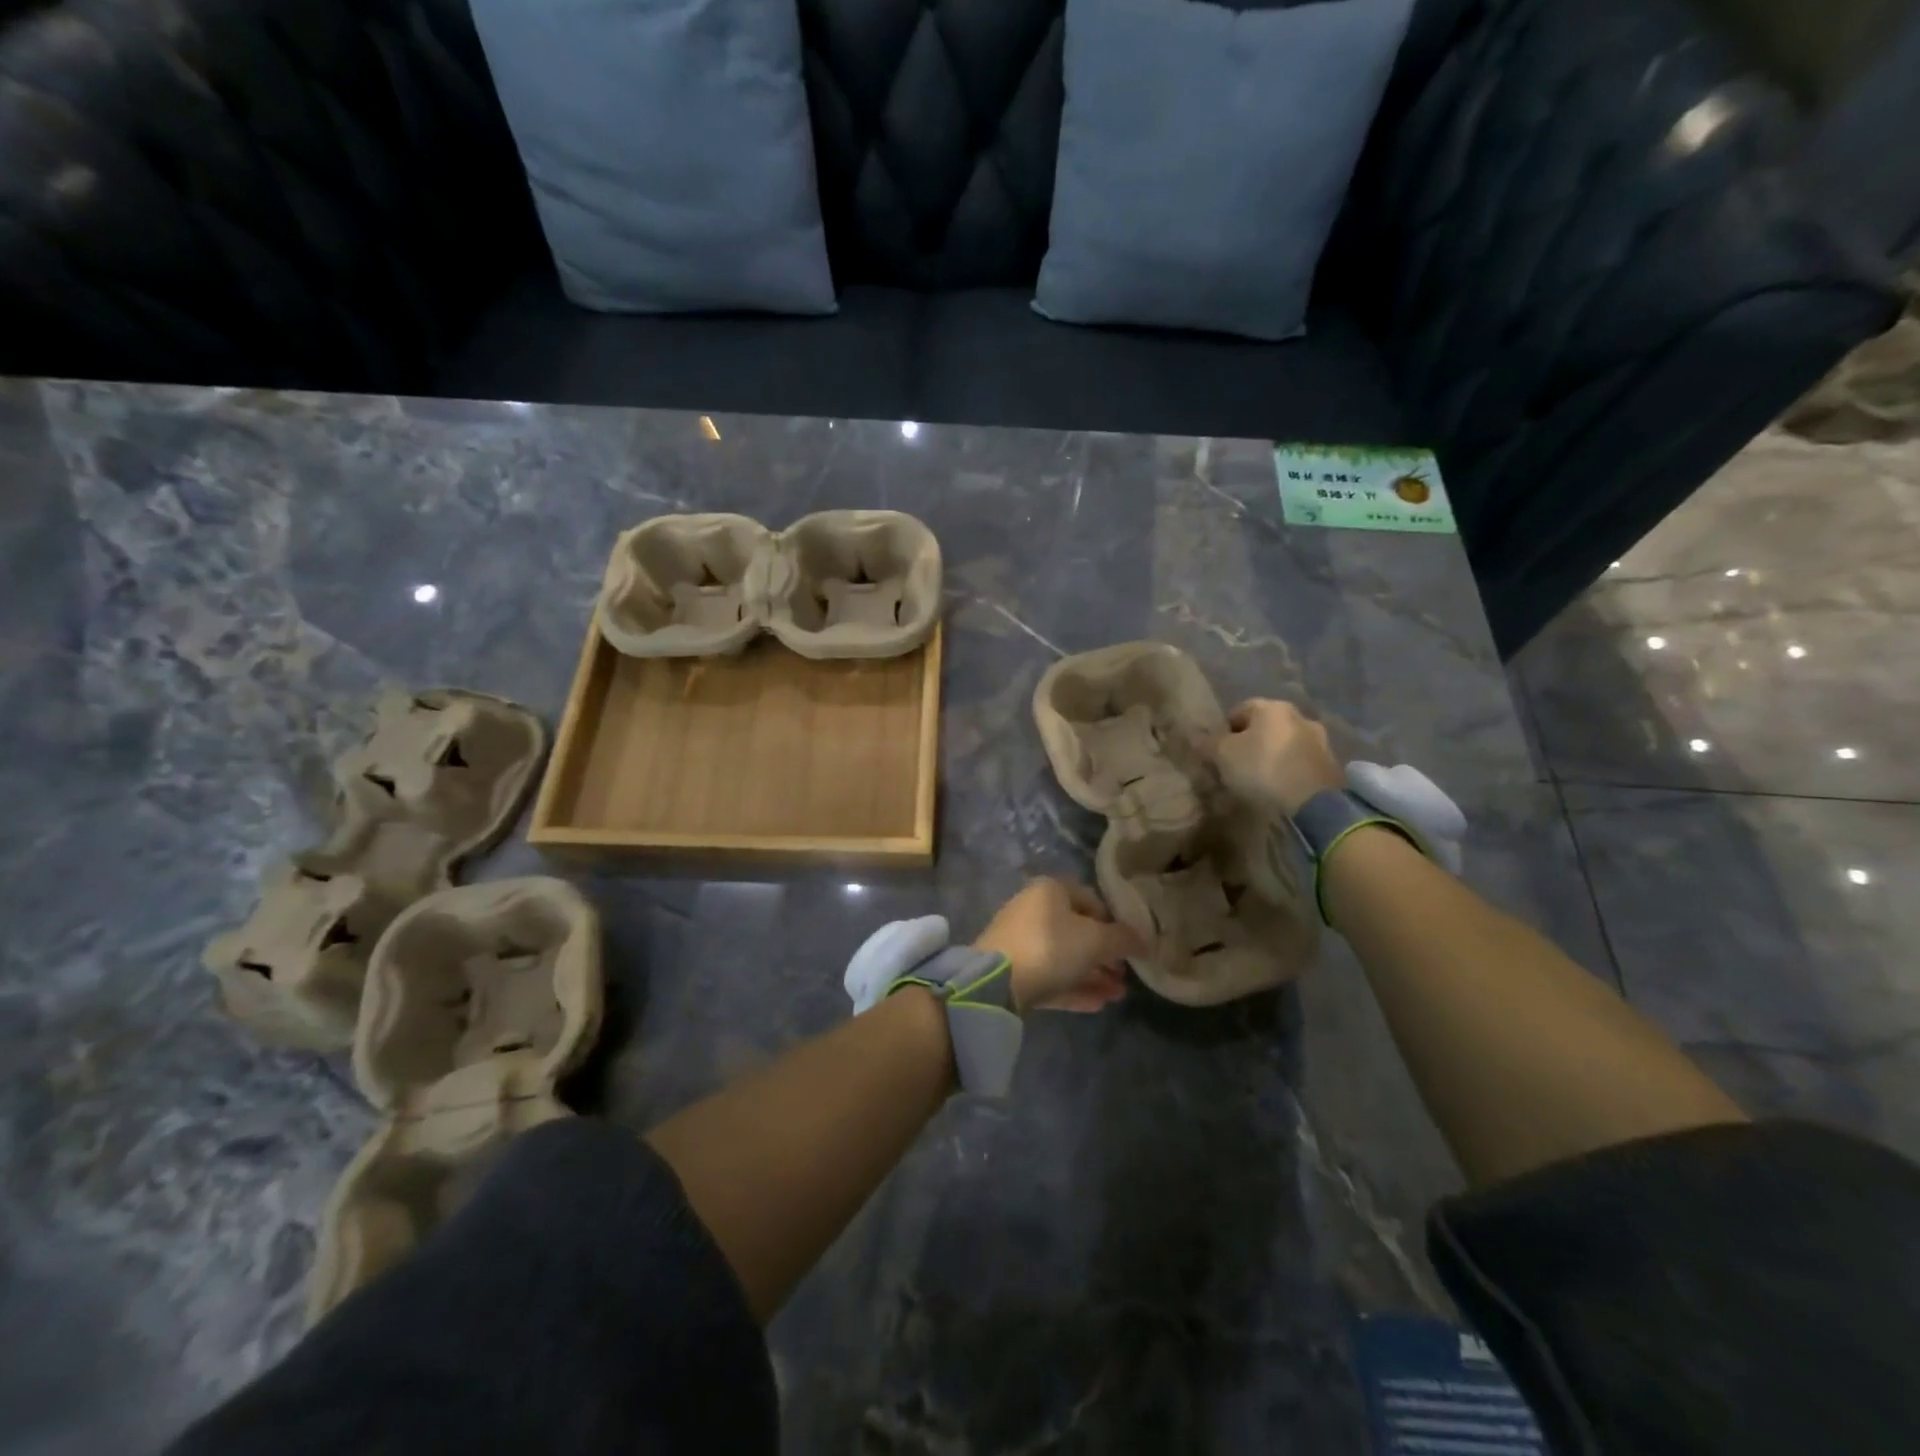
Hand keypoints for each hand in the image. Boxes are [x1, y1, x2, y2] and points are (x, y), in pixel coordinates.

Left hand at [973, 879, 1141, 1012]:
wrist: (996, 982)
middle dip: (1104, 956)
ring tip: (1119, 996)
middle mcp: (1033, 910)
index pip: (1090, 900)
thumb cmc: (1050, 946)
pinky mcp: (1013, 971)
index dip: (1114, 923)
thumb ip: (1123, 939)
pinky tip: (1098, 1005)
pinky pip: (1050, 977)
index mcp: (1050, 890)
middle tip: (1126, 977)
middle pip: (1077, 932)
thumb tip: (1144, 941)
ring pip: (1065, 957)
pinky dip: (1074, 988)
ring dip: (1093, 975)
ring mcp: (1021, 941)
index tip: (1131, 947)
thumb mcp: (1096, 940)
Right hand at [1210, 699, 1343, 817]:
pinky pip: (1299, 763)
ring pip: (1283, 745)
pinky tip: (1279, 789)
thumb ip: (1208, 742)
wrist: (1314, 803)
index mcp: (1272, 707)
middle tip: (1235, 767)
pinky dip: (1288, 771)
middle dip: (1249, 744)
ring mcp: (1319, 740)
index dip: (1223, 731)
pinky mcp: (1330, 764)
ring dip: (1271, 757)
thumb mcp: (1223, 755)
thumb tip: (1194, 733)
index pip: (1239, 711)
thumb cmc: (1262, 768)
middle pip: (1263, 727)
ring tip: (1258, 781)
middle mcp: (1299, 715)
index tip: (1217, 754)